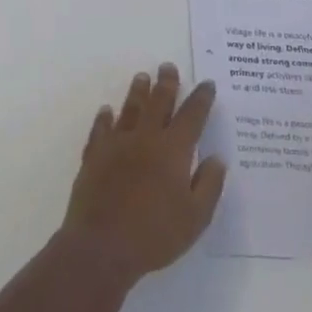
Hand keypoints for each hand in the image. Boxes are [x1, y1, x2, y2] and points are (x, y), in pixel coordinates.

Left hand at [61, 64, 226, 283]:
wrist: (102, 245)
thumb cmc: (155, 234)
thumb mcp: (195, 218)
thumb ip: (209, 185)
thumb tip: (216, 158)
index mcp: (173, 150)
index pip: (191, 116)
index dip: (201, 99)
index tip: (207, 84)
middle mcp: (145, 138)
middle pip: (158, 103)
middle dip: (166, 83)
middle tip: (168, 66)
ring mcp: (117, 144)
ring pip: (129, 109)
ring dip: (137, 92)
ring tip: (142, 77)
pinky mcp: (94, 155)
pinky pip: (100, 129)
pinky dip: (104, 118)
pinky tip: (106, 111)